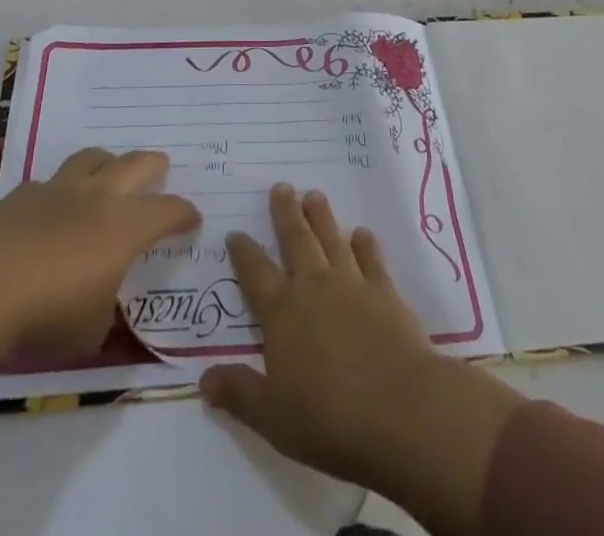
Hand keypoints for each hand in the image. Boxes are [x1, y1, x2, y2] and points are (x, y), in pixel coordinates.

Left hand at [0, 148, 197, 425]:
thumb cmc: (49, 312)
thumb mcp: (91, 331)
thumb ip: (105, 314)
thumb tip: (103, 310)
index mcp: (126, 227)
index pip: (168, 210)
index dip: (184, 214)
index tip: (192, 219)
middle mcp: (100, 197)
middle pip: (137, 163)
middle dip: (154, 166)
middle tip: (159, 171)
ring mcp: (60, 189)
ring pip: (94, 157)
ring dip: (107, 163)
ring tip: (108, 175)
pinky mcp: (23, 194)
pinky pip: (50, 181)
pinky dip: (59, 191)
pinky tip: (52, 208)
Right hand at [200, 186, 522, 535]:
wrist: (399, 408)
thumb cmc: (329, 417)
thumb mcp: (272, 417)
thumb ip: (239, 393)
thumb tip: (203, 379)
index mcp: (282, 313)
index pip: (256, 274)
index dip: (244, 252)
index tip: (236, 232)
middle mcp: (314, 287)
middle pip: (296, 240)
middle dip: (286, 213)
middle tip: (282, 186)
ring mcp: (352, 284)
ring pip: (332, 239)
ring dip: (322, 217)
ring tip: (314, 195)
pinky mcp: (385, 292)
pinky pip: (372, 259)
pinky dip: (365, 244)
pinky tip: (362, 233)